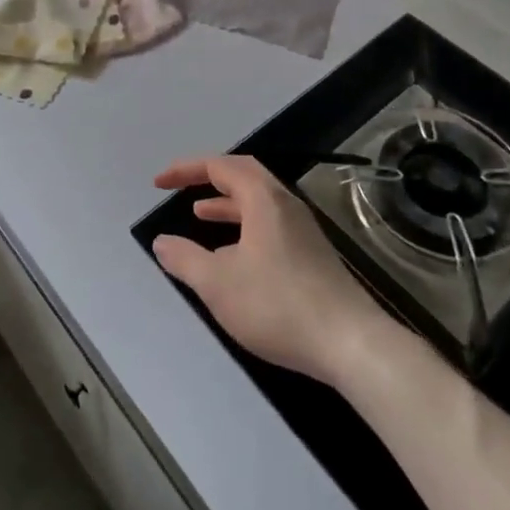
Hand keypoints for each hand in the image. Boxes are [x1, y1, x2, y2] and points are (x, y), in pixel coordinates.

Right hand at [152, 155, 393, 386]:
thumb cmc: (278, 305)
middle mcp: (285, 204)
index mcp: (263, 198)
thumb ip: (185, 259)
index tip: (159, 183)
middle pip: (244, 174)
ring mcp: (303, 229)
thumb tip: (161, 242)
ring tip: (201, 215)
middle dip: (209, 178)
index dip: (186, 170)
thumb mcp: (218, 284)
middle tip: (183, 188)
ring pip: (259, 201)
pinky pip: (270, 222)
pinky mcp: (312, 254)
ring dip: (227, 203)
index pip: (220, 166)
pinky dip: (245, 225)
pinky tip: (235, 254)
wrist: (351, 343)